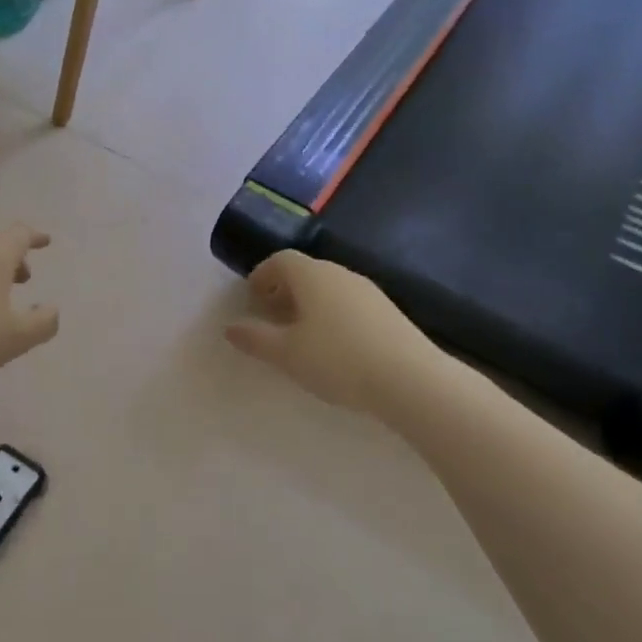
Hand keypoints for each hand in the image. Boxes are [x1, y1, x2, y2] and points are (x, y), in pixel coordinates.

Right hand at [225, 251, 439, 416]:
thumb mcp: (286, 353)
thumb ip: (255, 338)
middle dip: (284, 290)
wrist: (412, 380)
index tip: (251, 298)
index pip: (280, 260)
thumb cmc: (337, 360)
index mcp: (312, 276)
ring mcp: (369, 292)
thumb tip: (230, 328)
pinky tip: (333, 347)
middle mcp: (341, 274)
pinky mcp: (389, 313)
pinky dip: (331, 315)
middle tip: (271, 317)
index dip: (262, 275)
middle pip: (305, 272)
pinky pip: (349, 304)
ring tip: (300, 336)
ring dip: (309, 304)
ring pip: (329, 288)